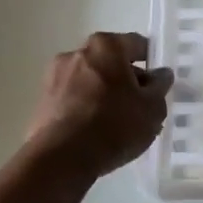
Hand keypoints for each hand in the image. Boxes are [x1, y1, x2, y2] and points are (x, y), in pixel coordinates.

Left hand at [24, 32, 173, 181]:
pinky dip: (87, 108)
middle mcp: (77, 53)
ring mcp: (55, 77)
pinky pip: (74, 99)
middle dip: (126, 79)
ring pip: (90, 81)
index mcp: (106, 46)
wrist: (62, 158)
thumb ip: (160, 86)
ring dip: (105, 94)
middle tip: (141, 105)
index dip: (151, 61)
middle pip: (111, 61)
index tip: (158, 82)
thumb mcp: (153, 108)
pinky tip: (97, 132)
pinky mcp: (42, 102)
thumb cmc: (115, 125)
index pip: (136, 44)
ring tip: (119, 123)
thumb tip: (159, 74)